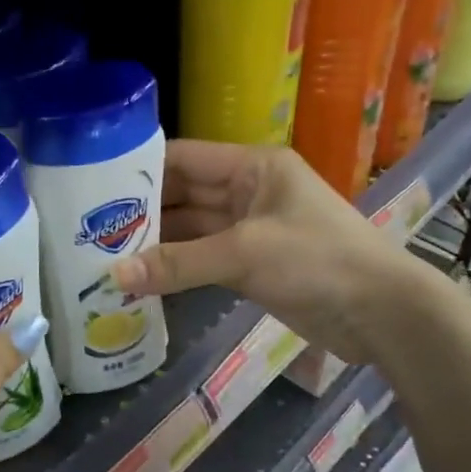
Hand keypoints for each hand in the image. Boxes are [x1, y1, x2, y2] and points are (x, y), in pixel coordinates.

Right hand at [110, 141, 423, 358]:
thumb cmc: (318, 261)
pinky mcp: (251, 265)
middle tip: (88, 227)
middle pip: (183, 194)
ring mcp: (249, 229)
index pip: (183, 158)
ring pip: (190, 230)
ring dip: (155, 243)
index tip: (93, 185)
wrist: (382, 313)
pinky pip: (202, 259)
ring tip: (103, 253)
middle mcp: (247, 191)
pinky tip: (140, 278)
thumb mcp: (245, 254)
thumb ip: (179, 264)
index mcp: (252, 167)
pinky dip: (175, 268)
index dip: (140, 168)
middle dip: (142, 211)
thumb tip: (115, 276)